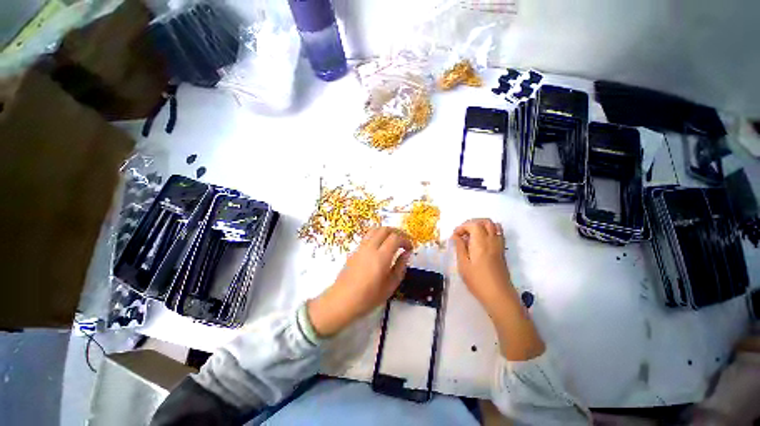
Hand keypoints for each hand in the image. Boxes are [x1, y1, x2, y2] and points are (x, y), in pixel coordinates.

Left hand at [308, 227, 412, 336]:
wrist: (341, 301)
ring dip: (387, 231)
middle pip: (385, 229)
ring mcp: (361, 247)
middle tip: (404, 241)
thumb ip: (400, 267)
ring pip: (375, 229)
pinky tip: (381, 246)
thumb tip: (406, 253)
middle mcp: (370, 248)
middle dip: (397, 232)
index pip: (395, 238)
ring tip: (393, 241)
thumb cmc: (367, 298)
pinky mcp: (354, 250)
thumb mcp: (390, 286)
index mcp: (380, 257)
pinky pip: (368, 236)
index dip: (406, 240)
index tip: (410, 248)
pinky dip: (378, 235)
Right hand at [452, 218, 511, 309]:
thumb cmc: (477, 281)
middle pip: (485, 221)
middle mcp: (492, 240)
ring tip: (471, 236)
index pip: (473, 224)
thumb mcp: (463, 265)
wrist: (499, 295)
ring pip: (494, 226)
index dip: (462, 227)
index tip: (455, 236)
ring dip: (482, 226)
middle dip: (472, 223)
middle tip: (463, 233)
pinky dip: (489, 232)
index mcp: (481, 242)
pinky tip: (480, 242)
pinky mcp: (502, 251)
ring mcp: (499, 245)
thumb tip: (456, 236)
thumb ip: (460, 247)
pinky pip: (498, 234)